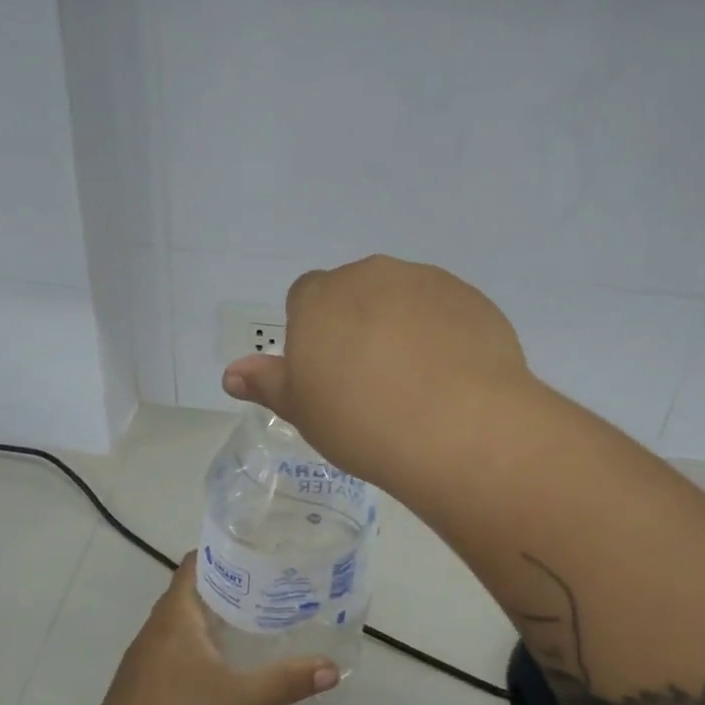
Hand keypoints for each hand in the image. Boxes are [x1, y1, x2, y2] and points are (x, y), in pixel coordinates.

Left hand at [81, 557, 339, 704]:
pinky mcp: (150, 688)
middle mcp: (159, 629)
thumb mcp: (238, 698)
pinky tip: (235, 664)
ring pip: (189, 625)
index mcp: (175, 615)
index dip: (226, 551)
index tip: (263, 550)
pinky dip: (209, 648)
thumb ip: (285, 681)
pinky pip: (183, 652)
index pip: (197, 563)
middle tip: (277, 584)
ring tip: (264, 618)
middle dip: (233, 586)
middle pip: (196, 592)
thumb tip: (333, 668)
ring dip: (220, 619)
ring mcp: (150, 660)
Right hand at [221, 256, 533, 486]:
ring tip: (417, 383)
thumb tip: (232, 374)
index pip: (305, 298)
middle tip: (371, 381)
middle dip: (359, 324)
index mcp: (321, 297)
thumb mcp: (303, 411)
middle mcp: (372, 275)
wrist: (457, 430)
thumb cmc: (361, 422)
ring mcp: (427, 282)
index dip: (314, 334)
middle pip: (356, 293)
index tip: (329, 374)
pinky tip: (452, 378)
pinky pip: (447, 312)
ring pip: (404, 298)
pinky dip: (444, 334)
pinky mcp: (472, 299)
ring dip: (403, 326)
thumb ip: (268, 384)